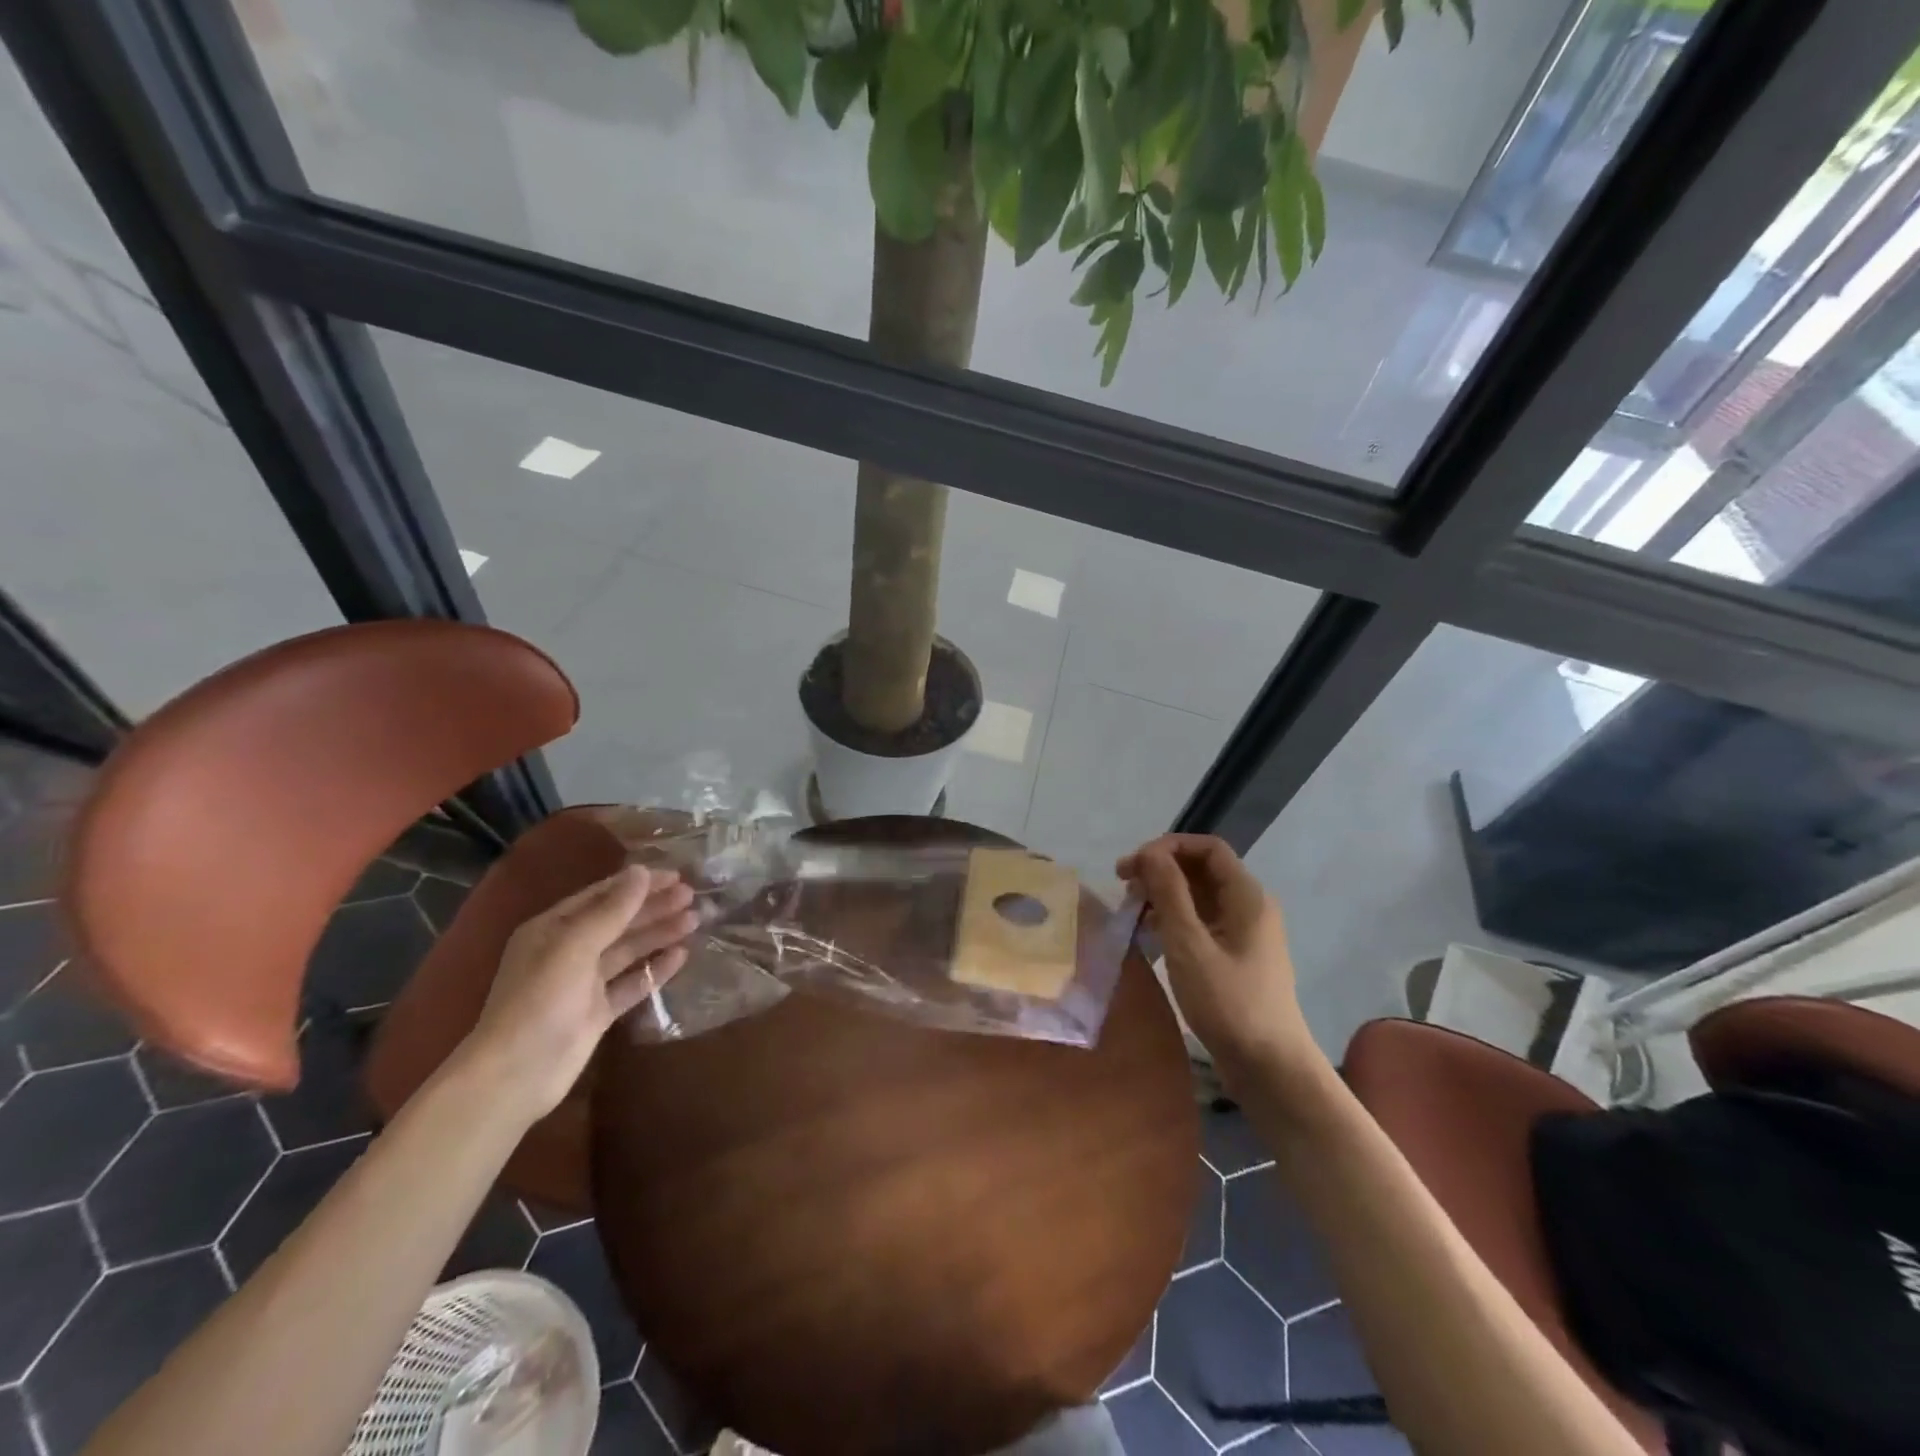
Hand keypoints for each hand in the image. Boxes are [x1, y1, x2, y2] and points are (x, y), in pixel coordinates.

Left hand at [461, 865, 697, 1119]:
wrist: (516, 1075)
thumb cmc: (540, 1001)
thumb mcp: (574, 947)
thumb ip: (612, 910)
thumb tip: (642, 871)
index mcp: (552, 929)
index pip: (602, 896)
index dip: (638, 884)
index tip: (675, 875)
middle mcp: (568, 951)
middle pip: (618, 921)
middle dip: (653, 907)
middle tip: (691, 895)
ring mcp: (583, 983)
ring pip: (628, 950)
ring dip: (659, 934)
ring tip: (694, 920)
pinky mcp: (598, 1012)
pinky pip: (632, 983)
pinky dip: (655, 969)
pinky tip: (681, 956)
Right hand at [1117, 834, 1318, 1080]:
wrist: (1270, 1068)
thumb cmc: (1229, 1002)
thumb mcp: (1189, 944)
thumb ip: (1169, 893)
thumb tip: (1150, 852)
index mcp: (1247, 896)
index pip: (1208, 847)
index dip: (1167, 847)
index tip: (1133, 865)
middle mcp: (1249, 906)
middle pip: (1202, 869)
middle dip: (1161, 869)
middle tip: (1122, 884)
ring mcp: (1244, 933)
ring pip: (1199, 896)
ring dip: (1164, 894)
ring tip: (1131, 909)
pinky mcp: (1235, 956)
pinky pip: (1201, 922)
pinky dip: (1173, 919)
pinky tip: (1149, 934)